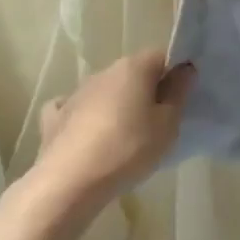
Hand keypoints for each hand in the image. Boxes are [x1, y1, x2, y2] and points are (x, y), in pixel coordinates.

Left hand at [29, 50, 192, 211]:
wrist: (68, 183)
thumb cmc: (127, 149)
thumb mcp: (168, 124)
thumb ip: (178, 93)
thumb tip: (184, 69)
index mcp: (133, 67)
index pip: (162, 56)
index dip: (174, 74)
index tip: (181, 98)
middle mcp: (104, 72)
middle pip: (133, 73)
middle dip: (146, 90)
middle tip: (158, 121)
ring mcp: (76, 93)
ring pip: (106, 91)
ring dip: (117, 105)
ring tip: (124, 136)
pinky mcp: (55, 118)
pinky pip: (75, 109)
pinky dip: (84, 117)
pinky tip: (87, 134)